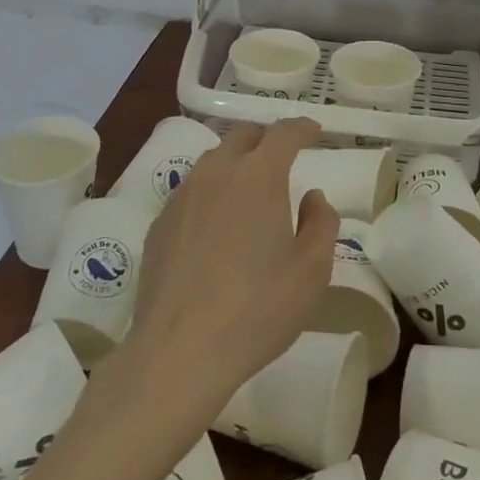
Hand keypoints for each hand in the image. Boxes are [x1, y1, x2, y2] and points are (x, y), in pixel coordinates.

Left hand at [122, 118, 338, 419]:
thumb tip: (312, 196)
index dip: (302, 128)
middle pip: (242, 137)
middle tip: (283, 157)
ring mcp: (182, 198)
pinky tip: (216, 225)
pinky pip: (190, 192)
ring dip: (235, 163)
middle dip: (266, 139)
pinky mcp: (159, 226)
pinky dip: (210, 193)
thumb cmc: (259, 308)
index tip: (314, 131)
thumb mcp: (312, 270)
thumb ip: (321, 223)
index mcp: (259, 176)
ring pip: (212, 162)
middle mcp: (217, 174)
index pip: (283, 134)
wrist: (179, 351)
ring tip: (249, 188)